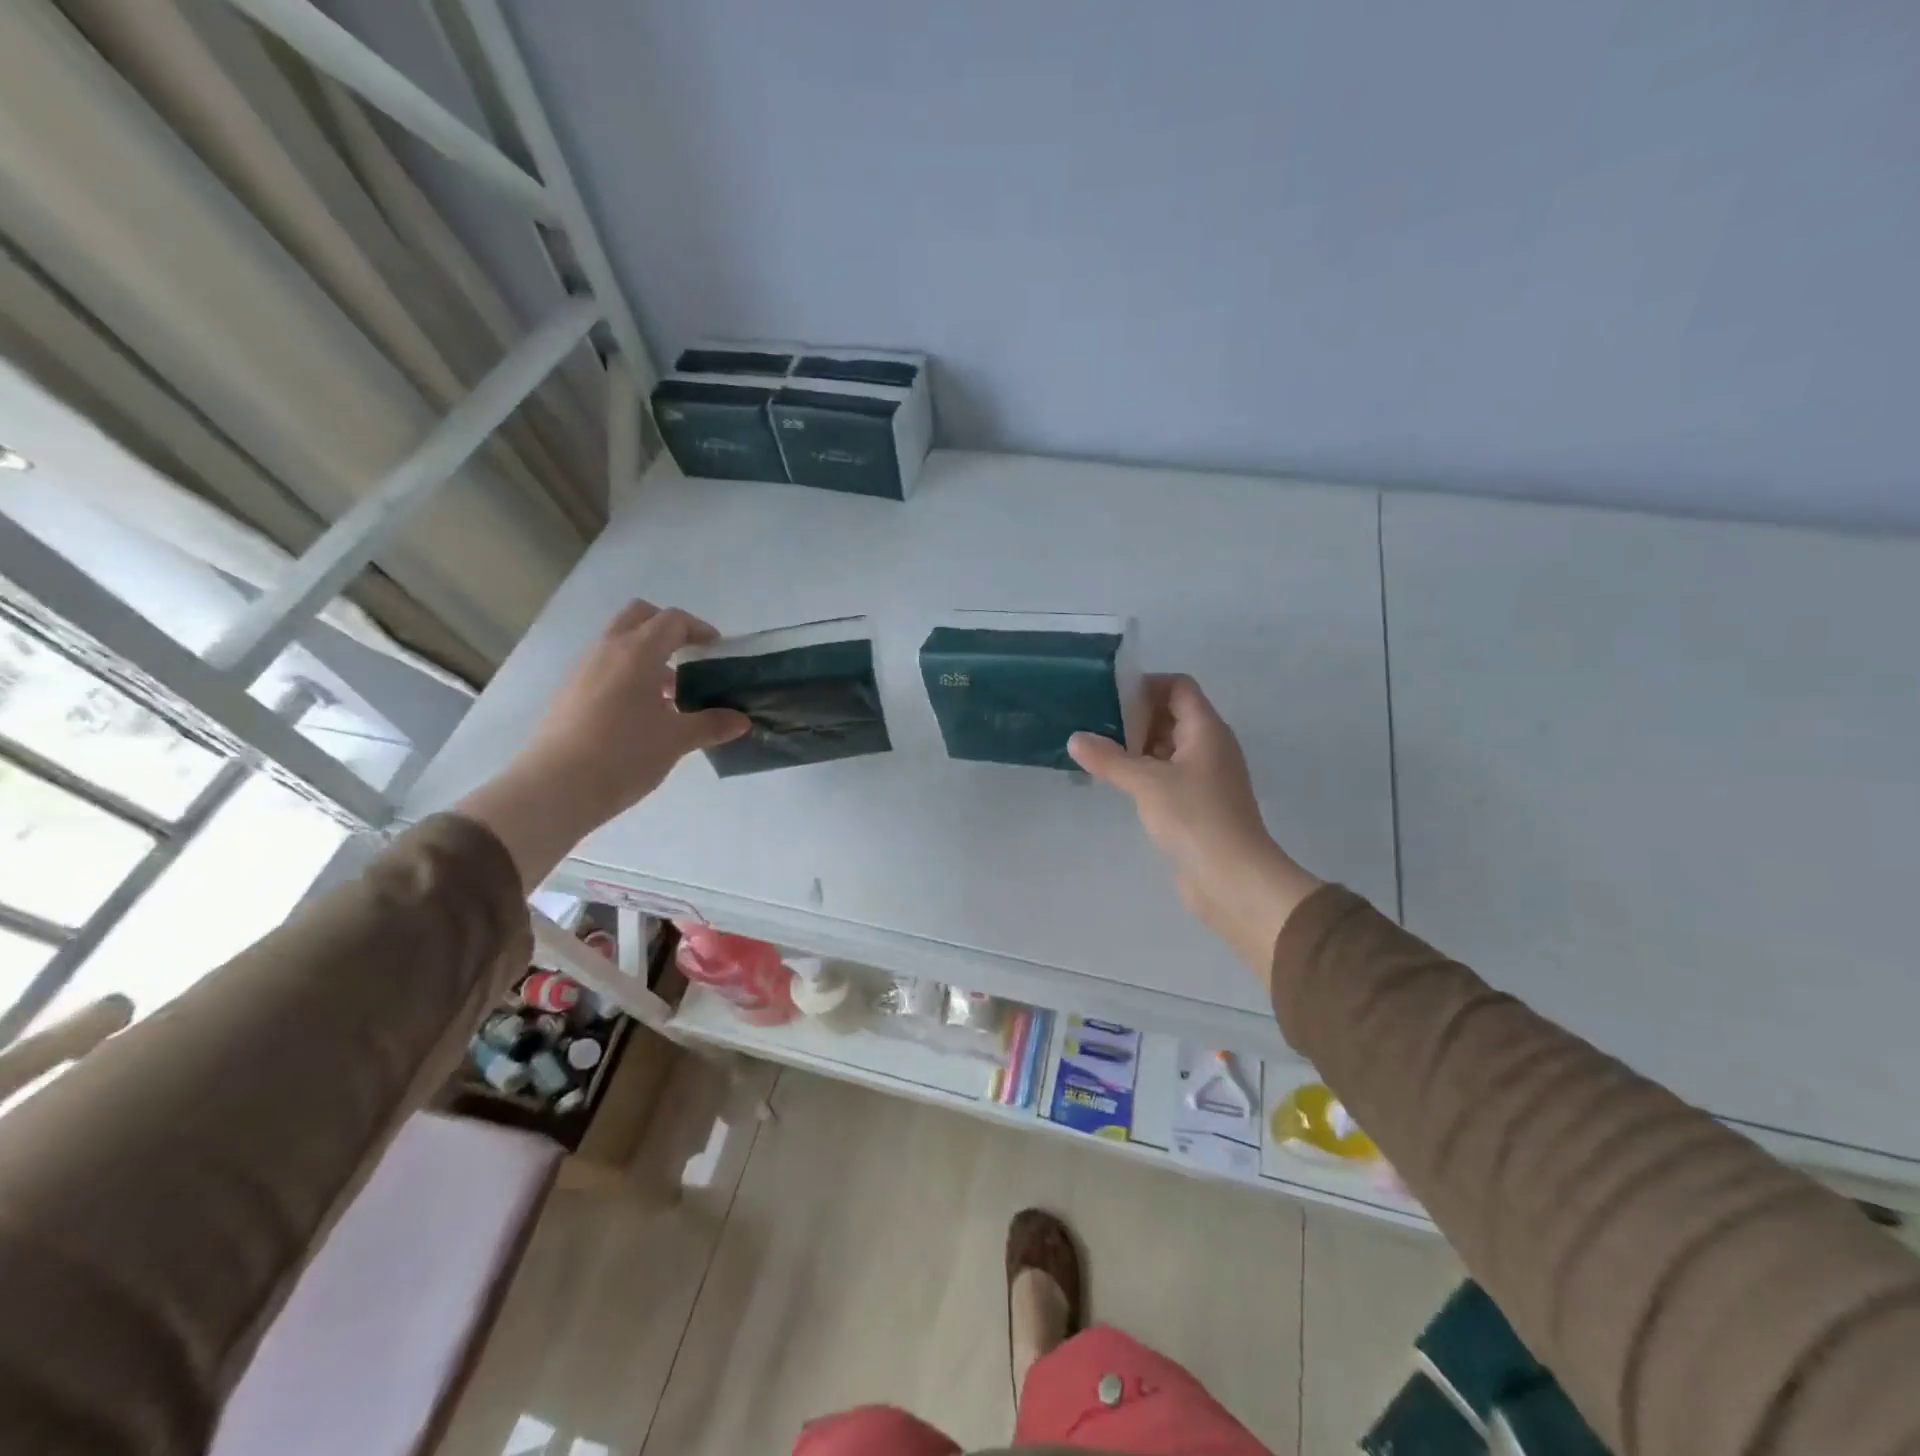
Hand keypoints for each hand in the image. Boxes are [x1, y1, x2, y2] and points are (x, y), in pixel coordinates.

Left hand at [459, 602, 747, 886]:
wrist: (556, 787)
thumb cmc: (625, 754)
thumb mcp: (676, 740)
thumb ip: (711, 725)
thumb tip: (741, 720)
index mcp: (637, 652)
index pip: (672, 620)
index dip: (699, 629)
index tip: (716, 650)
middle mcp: (607, 650)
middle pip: (639, 616)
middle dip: (667, 628)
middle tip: (689, 655)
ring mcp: (583, 670)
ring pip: (619, 642)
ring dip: (647, 654)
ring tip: (670, 693)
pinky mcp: (569, 692)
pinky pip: (605, 667)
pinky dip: (627, 674)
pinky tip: (641, 714)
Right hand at [1069, 675, 1321, 978]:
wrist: (1233, 878)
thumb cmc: (1194, 818)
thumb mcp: (1146, 783)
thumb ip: (1109, 758)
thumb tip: (1075, 738)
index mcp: (1206, 729)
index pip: (1179, 687)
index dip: (1146, 685)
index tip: (1109, 698)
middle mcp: (1211, 746)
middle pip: (1173, 714)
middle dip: (1136, 717)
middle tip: (1096, 726)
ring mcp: (1207, 776)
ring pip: (1170, 746)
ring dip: (1138, 746)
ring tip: (1100, 753)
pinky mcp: (1199, 803)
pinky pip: (1169, 773)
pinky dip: (1146, 771)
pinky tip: (1119, 782)